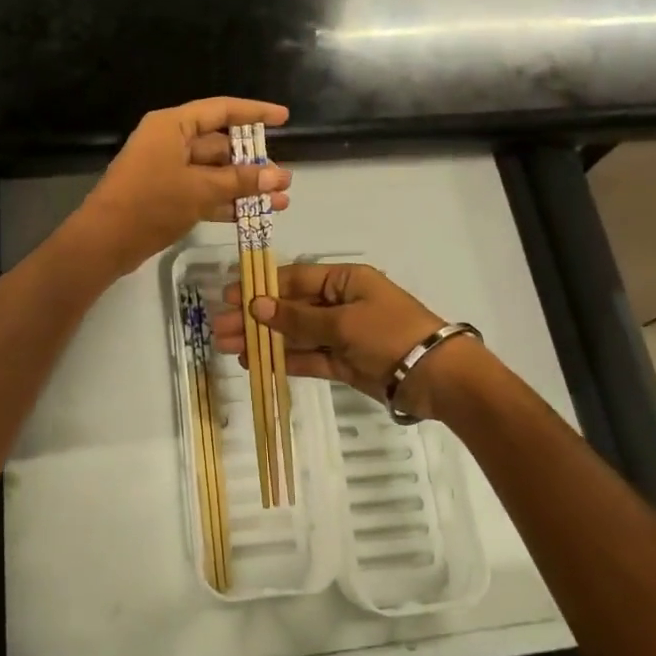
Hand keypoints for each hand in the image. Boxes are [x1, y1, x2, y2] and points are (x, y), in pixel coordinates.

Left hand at [71, 97, 291, 276]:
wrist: (105, 241)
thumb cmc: (151, 203)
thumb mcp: (200, 190)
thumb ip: (241, 181)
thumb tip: (279, 176)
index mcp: (173, 126)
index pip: (221, 110)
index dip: (255, 113)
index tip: (284, 118)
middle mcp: (171, 142)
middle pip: (220, 144)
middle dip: (254, 162)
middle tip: (285, 179)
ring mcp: (168, 170)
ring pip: (215, 172)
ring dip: (245, 186)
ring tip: (280, 201)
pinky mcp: (167, 196)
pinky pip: (204, 192)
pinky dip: (227, 202)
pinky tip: (255, 215)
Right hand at [215, 262, 466, 415]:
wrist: (436, 377)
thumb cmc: (389, 334)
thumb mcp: (342, 321)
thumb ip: (298, 317)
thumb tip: (257, 305)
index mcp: (345, 280)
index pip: (295, 278)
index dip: (261, 287)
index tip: (229, 297)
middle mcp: (341, 303)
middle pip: (290, 307)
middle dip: (255, 317)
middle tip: (219, 328)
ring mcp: (342, 335)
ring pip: (295, 334)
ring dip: (264, 340)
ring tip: (228, 347)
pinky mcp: (344, 363)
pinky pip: (309, 357)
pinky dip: (284, 360)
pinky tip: (256, 363)